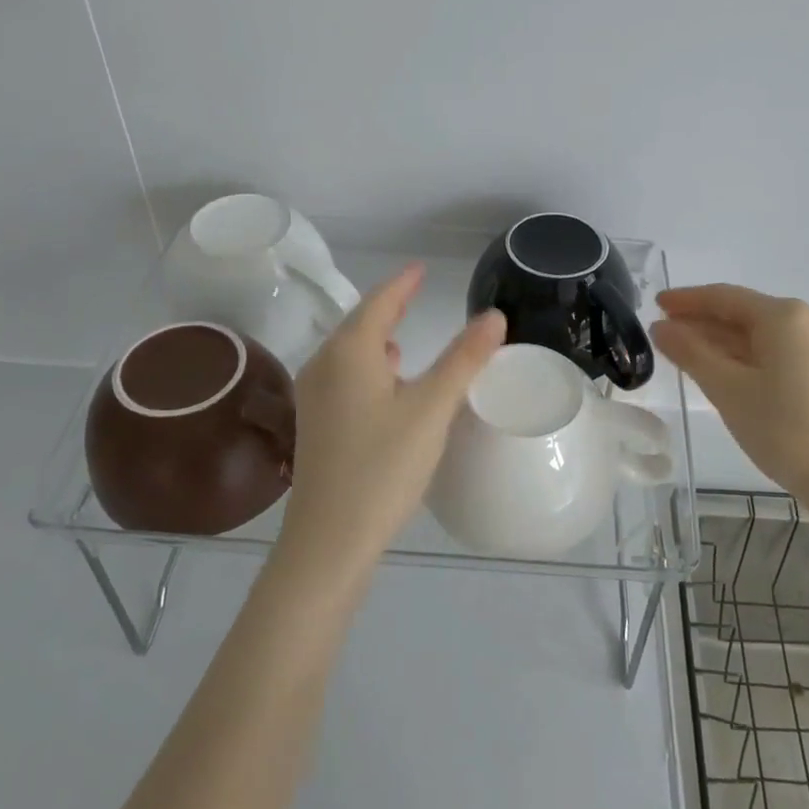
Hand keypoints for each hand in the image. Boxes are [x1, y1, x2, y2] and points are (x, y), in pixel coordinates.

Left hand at [279, 264, 505, 580]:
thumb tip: (493, 315)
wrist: (330, 539)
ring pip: (350, 353)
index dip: (402, 284)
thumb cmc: (383, 466)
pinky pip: (345, 377)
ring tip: (402, 333)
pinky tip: (386, 383)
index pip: (378, 302)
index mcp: (349, 353)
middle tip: (415, 292)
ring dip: (376, 338)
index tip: (421, 269)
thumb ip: (463, 359)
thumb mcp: (431, 409)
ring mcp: (315, 397)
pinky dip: (369, 367)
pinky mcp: (317, 425)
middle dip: (388, 307)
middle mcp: (324, 366)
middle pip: (359, 324)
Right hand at [650, 283, 808, 497]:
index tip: (656, 303)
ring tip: (682, 351)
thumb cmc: (783, 429)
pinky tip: (719, 368)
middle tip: (663, 332)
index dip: (687, 300)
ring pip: (758, 334)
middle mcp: (806, 320)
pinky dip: (743, 355)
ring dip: (720, 340)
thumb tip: (660, 327)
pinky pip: (773, 350)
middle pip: (742, 313)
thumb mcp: (727, 389)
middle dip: (701, 321)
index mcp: (784, 316)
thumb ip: (690, 352)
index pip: (724, 297)